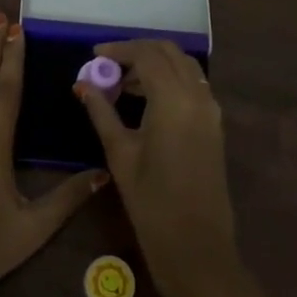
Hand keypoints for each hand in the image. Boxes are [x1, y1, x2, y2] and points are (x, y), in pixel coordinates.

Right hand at [76, 39, 238, 296]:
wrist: (197, 247)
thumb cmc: (152, 202)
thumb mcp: (120, 154)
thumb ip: (102, 112)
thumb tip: (82, 85)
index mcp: (174, 99)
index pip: (146, 55)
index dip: (118, 50)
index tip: (94, 55)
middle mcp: (198, 96)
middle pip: (169, 52)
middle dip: (138, 51)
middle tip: (108, 66)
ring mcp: (211, 110)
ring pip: (184, 66)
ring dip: (155, 64)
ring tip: (122, 83)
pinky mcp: (214, 124)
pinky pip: (192, 85)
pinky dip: (170, 79)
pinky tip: (146, 99)